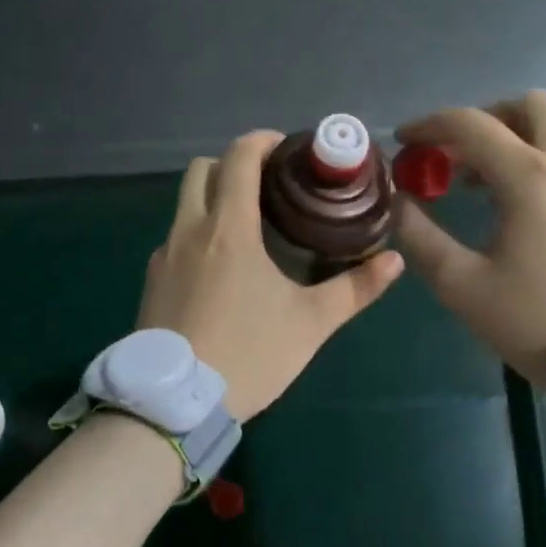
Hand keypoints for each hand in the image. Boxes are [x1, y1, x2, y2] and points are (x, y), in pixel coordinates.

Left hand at [139, 130, 404, 421]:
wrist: (175, 405)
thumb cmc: (249, 353)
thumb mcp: (311, 323)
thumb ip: (355, 288)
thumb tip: (393, 261)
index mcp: (228, 229)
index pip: (237, 157)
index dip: (262, 141)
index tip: (287, 149)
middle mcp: (188, 231)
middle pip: (201, 171)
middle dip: (233, 166)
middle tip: (269, 186)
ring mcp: (164, 257)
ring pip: (184, 206)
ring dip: (214, 201)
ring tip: (250, 229)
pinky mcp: (151, 283)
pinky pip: (175, 240)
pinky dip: (199, 235)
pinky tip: (222, 271)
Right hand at [396, 91, 545, 388]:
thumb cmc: (537, 323)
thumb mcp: (463, 286)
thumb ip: (421, 237)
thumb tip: (399, 202)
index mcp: (531, 178)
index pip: (471, 125)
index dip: (429, 125)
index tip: (404, 141)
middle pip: (528, 106)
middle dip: (484, 118)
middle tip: (456, 156)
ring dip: (516, 137)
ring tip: (484, 183)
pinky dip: (542, 159)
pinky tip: (523, 206)